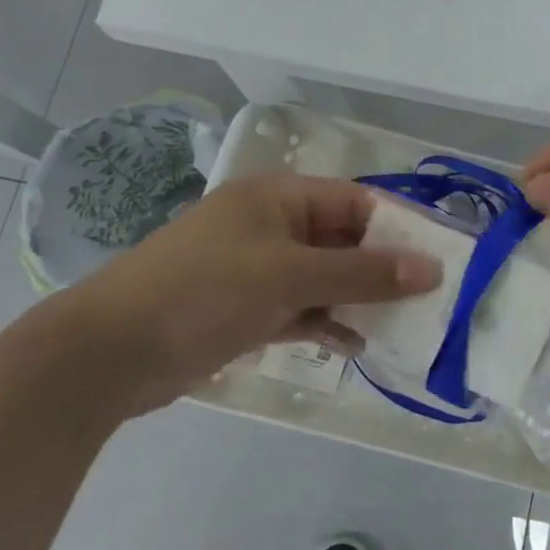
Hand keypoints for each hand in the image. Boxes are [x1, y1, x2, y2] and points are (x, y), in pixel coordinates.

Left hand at [57, 173, 440, 419]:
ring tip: (402, 327)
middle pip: (342, 241)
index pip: (354, 201)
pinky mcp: (245, 309)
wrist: (111, 351)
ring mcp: (256, 270)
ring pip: (324, 279)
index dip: (397, 226)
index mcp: (278, 198)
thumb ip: (364, 274)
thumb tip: (433, 269)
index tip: (438, 256)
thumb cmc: (206, 291)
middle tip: (428, 298)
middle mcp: (270, 226)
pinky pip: (300, 309)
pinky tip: (354, 347)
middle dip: (381, 269)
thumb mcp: (291, 277)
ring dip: (357, 300)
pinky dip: (326, 324)